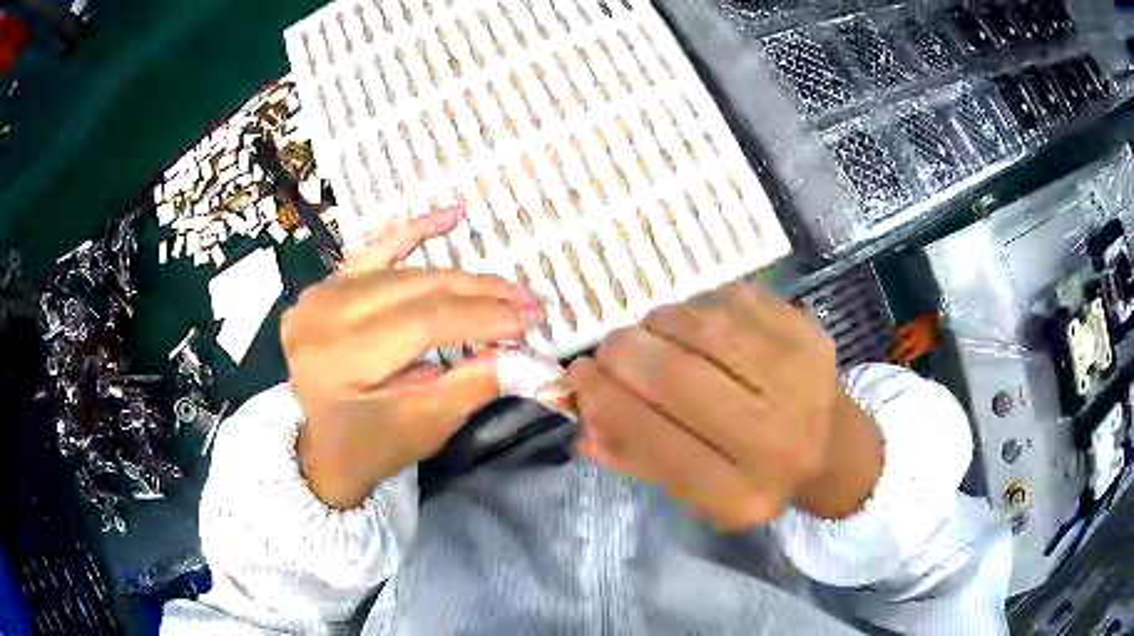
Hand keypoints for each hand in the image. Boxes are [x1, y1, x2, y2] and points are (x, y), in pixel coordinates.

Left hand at [282, 208, 540, 508]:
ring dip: (460, 279)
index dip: (482, 317)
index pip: (424, 321)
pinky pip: (375, 250)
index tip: (531, 320)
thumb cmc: (369, 447)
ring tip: (505, 289)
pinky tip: (452, 216)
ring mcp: (321, 293)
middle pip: (417, 290)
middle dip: (480, 295)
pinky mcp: (328, 285)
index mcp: (339, 358)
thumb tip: (523, 353)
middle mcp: (323, 314)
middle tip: (528, 301)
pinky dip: (414, 232)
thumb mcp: (423, 427)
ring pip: (406, 273)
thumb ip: (471, 385)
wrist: (319, 447)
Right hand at [567, 283, 881, 530]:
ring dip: (661, 322)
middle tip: (610, 347)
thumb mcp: (696, 493)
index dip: (605, 401)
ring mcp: (802, 379)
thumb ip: (637, 459)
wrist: (833, 446)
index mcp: (742, 493)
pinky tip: (698, 323)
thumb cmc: (756, 475)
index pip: (656, 441)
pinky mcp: (810, 333)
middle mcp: (777, 439)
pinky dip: (700, 305)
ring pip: (705, 328)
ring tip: (653, 333)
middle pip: (679, 378)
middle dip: (625, 353)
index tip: (578, 375)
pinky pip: (733, 300)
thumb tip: (580, 420)